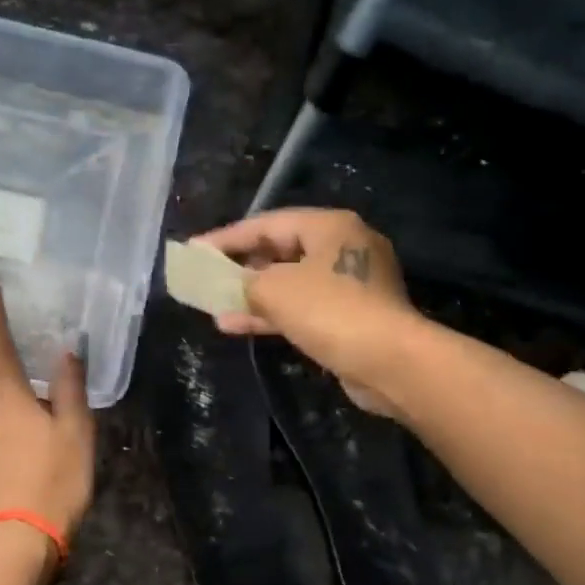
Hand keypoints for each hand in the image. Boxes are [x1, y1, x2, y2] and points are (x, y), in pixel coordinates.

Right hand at [192, 208, 421, 416]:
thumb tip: (234, 287)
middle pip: (281, 252)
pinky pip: (303, 309)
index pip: (267, 223)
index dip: (227, 237)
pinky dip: (273, 315)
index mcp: (330, 227)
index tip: (195, 250)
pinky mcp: (352, 317)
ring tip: (215, 309)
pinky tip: (238, 327)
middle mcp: (344, 248)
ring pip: (290, 284)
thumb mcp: (274, 289)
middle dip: (241, 268)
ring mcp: (351, 285)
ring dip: (253, 297)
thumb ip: (243, 282)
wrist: (388, 361)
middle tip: (208, 278)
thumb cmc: (329, 310)